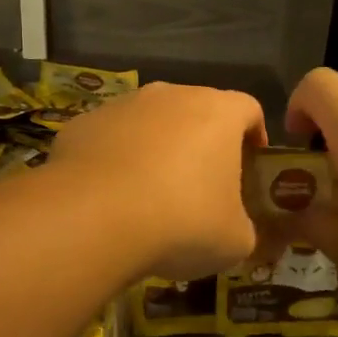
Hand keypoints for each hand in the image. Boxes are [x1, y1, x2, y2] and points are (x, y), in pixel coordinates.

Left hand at [48, 82, 268, 280]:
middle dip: (201, 141)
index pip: (248, 109)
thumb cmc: (181, 221)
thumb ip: (243, 227)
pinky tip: (109, 195)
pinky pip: (109, 138)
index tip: (252, 161)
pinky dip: (114, 159)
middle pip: (196, 110)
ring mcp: (122, 105)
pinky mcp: (83, 123)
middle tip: (201, 182)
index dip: (254, 133)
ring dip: (155, 147)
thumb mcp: (234, 241)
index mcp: (217, 112)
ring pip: (149, 122)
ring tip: (150, 192)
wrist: (94, 217)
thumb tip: (235, 229)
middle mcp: (171, 95)